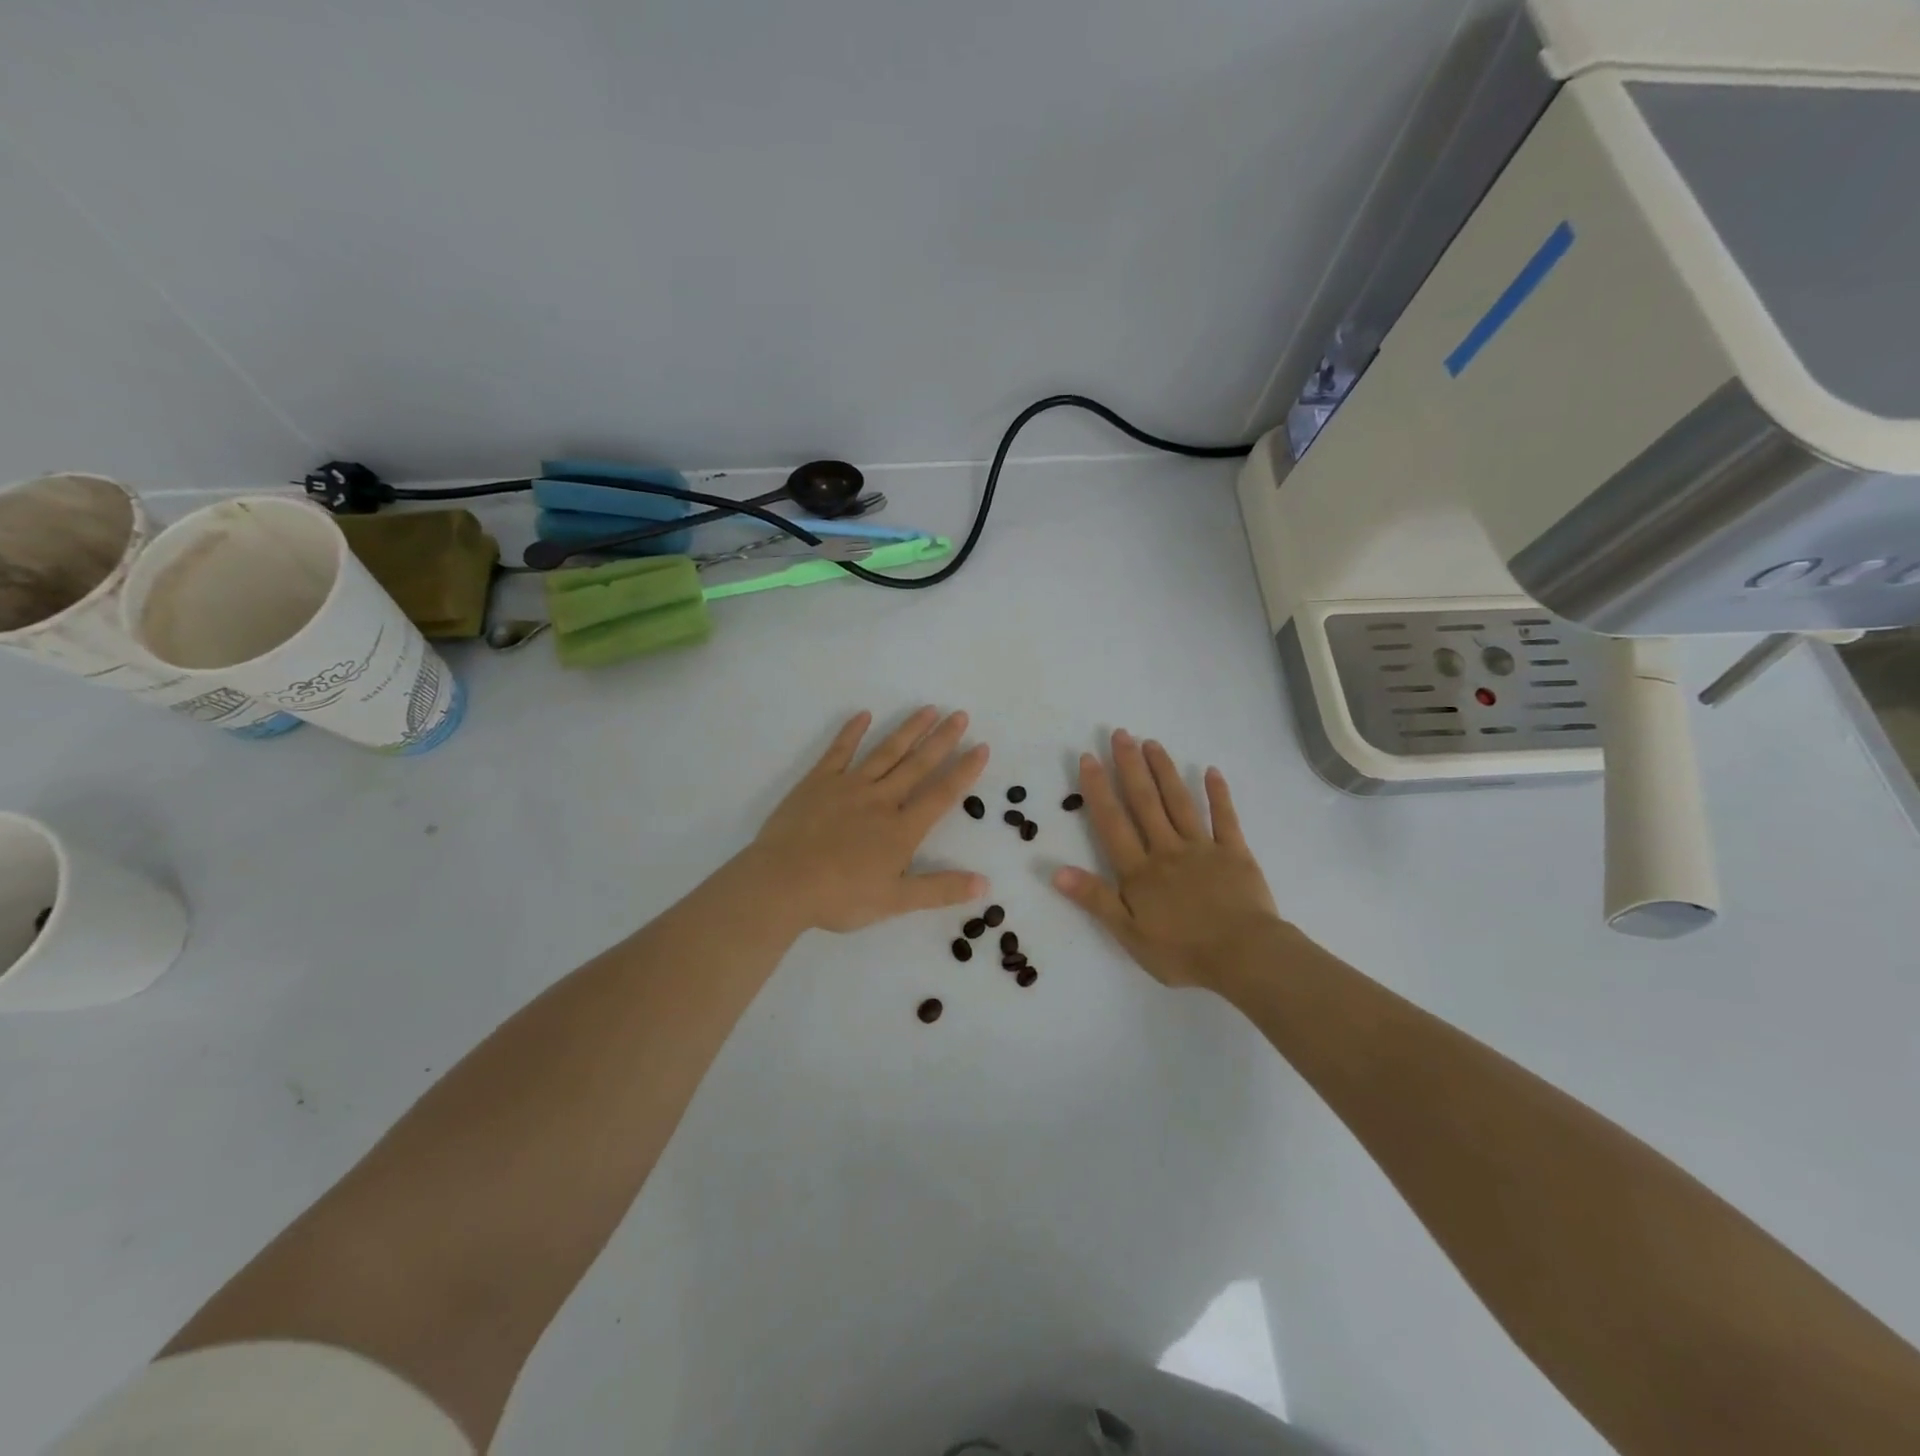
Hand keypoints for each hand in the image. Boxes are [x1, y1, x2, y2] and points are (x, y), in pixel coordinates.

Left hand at [743, 708, 989, 933]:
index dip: (964, 771)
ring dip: (909, 730)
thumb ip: (940, 889)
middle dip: (942, 739)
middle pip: (917, 764)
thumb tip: (985, 885)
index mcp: (901, 829)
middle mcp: (881, 800)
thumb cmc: (840, 897)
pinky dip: (852, 732)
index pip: (941, 794)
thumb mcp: (895, 901)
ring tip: (928, 709)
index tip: (981, 747)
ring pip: (885, 752)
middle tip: (960, 714)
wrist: (782, 884)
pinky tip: (864, 715)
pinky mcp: (817, 782)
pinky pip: (839, 751)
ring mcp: (848, 786)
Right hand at [1053, 730, 1282, 989]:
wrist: (1244, 957)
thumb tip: (1056, 871)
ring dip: (1164, 771)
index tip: (1088, 758)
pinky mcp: (1235, 853)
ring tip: (1152, 743)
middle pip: (1145, 802)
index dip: (1098, 789)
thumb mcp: (1129, 933)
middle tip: (1120, 733)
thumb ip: (1095, 899)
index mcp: (1140, 871)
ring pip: (1179, 802)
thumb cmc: (1182, 951)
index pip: (1112, 823)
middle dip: (1130, 766)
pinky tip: (1211, 771)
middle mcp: (1167, 849)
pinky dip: (1218, 794)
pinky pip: (1225, 818)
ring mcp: (1202, 848)